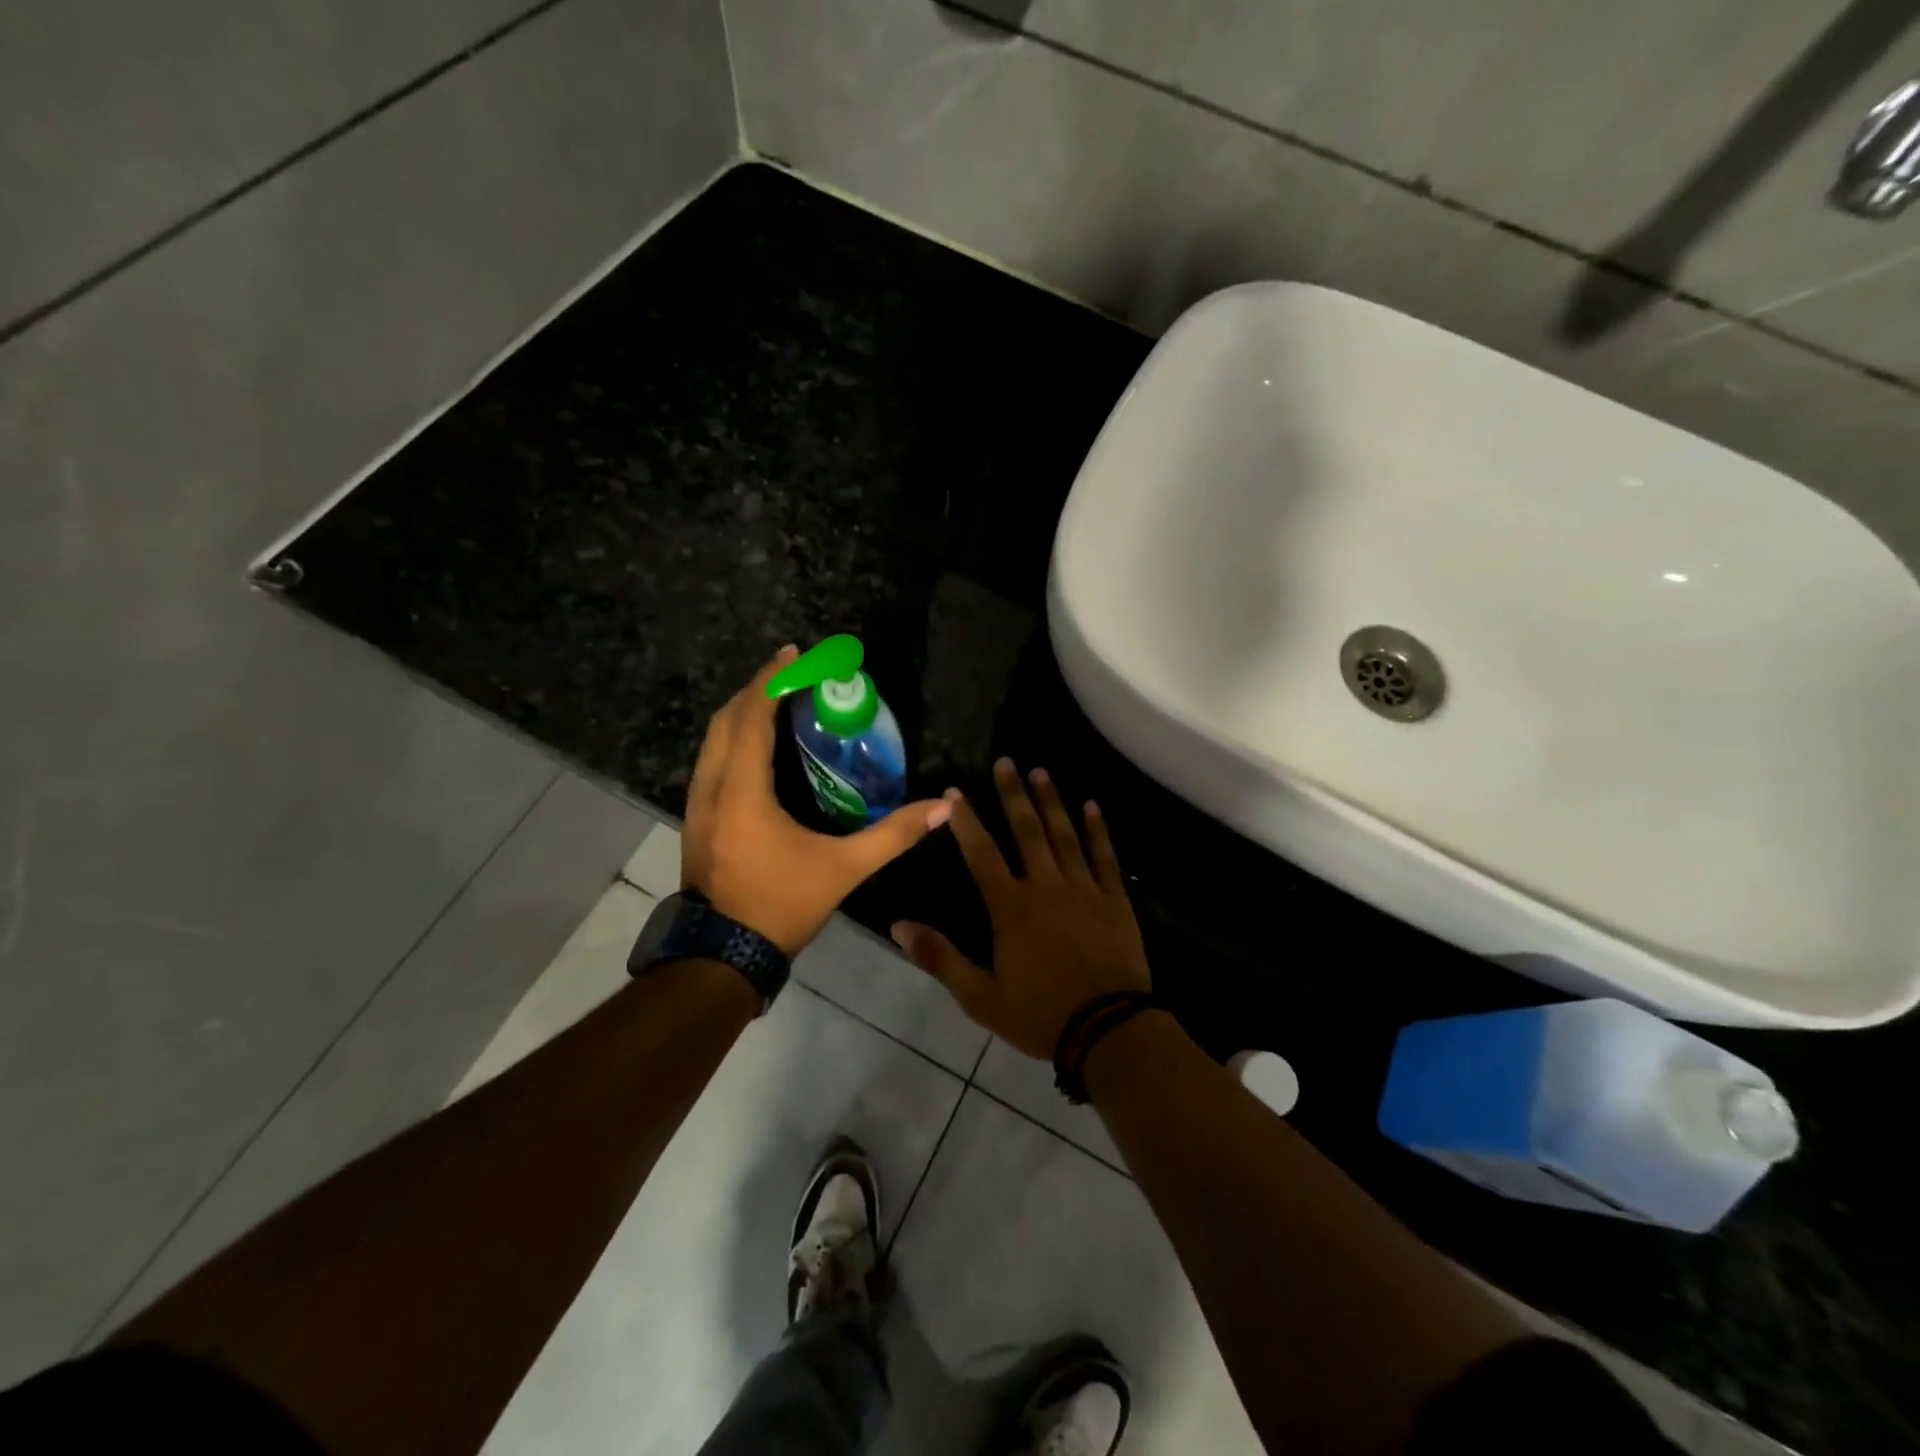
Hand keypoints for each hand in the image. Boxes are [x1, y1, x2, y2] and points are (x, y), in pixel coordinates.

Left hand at [683, 646, 953, 956]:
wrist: (721, 957)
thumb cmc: (781, 905)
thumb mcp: (844, 869)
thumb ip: (893, 835)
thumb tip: (942, 809)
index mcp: (743, 791)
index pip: (752, 717)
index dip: (772, 681)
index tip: (794, 654)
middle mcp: (711, 787)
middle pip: (726, 720)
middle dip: (757, 689)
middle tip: (791, 674)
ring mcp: (697, 804)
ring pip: (712, 740)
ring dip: (742, 713)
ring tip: (776, 701)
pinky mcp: (695, 819)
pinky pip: (710, 760)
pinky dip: (732, 739)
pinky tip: (757, 747)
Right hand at [891, 758, 1150, 1059]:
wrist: (1109, 1031)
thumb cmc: (1040, 1015)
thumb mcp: (980, 997)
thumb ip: (940, 958)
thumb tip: (899, 925)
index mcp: (1011, 908)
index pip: (982, 854)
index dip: (966, 822)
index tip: (954, 792)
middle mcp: (1046, 887)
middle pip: (1027, 832)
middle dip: (1013, 795)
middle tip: (1006, 761)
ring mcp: (1084, 889)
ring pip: (1064, 835)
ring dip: (1051, 802)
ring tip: (1041, 771)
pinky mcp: (1114, 900)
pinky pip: (1104, 856)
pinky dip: (1097, 830)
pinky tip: (1091, 806)